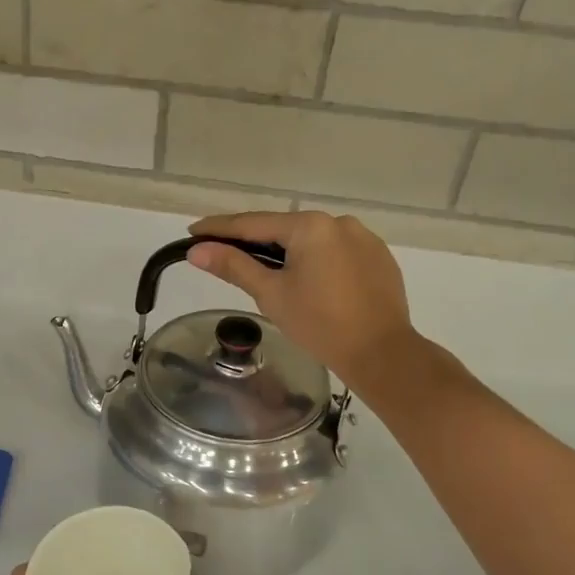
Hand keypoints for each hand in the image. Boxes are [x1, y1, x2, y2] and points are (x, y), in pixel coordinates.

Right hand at [188, 212, 416, 390]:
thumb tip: (197, 251)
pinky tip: (309, 282)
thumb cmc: (320, 324)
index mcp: (309, 226)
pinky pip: (336, 251)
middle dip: (254, 241)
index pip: (253, 223)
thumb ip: (234, 266)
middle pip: (284, 228)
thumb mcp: (271, 294)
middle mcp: (338, 221)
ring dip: (287, 251)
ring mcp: (363, 237)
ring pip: (312, 240)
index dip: (219, 228)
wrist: (381, 353)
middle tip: (224, 253)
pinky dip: (316, 261)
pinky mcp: (379, 257)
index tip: (193, 232)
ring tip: (268, 273)